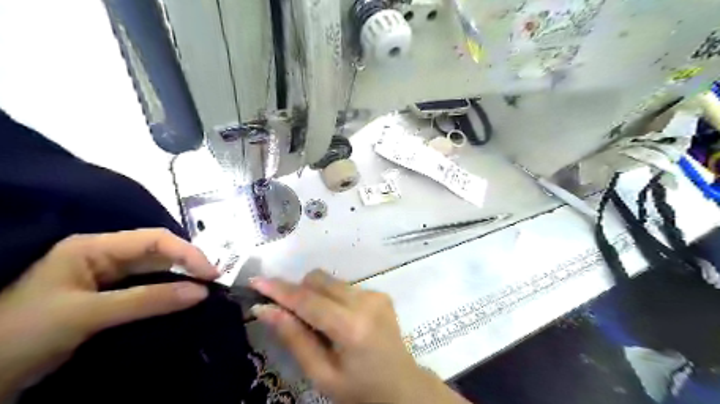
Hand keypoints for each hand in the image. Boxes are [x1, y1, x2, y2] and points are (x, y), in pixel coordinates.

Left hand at [0, 230, 218, 398]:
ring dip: (182, 278)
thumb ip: (148, 300)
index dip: (187, 253)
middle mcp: (104, 256)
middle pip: (158, 252)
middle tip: (214, 282)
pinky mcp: (109, 297)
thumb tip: (201, 292)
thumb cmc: (23, 335)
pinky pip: (148, 288)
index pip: (154, 240)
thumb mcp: (87, 315)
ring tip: (206, 290)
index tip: (212, 274)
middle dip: (188, 264)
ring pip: (156, 270)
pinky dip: (169, 293)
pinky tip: (184, 299)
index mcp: (94, 248)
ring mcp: (106, 276)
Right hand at [251, 270, 469, 403]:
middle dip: (298, 291)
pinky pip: (344, 286)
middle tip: (289, 314)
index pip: (308, 300)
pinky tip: (338, 320)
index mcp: (352, 327)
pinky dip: (332, 298)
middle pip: (319, 279)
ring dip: (316, 295)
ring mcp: (375, 294)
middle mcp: (366, 301)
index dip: (279, 290)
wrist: (402, 386)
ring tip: (319, 323)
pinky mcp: (380, 293)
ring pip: (331, 281)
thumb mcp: (321, 374)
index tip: (256, 281)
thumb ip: (294, 338)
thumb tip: (265, 309)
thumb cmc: (358, 389)